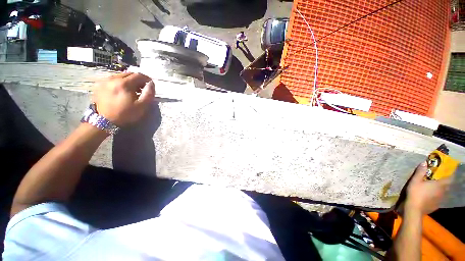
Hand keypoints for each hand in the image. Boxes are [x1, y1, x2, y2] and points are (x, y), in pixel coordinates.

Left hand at [92, 72, 154, 125]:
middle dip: (138, 79)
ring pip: (120, 76)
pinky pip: (113, 79)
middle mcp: (113, 78)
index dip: (147, 79)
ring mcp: (104, 81)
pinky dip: (120, 82)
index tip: (150, 85)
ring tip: (132, 90)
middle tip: (142, 88)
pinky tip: (122, 91)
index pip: (138, 75)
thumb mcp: (142, 106)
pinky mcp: (99, 85)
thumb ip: (149, 93)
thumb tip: (151, 83)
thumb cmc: (126, 114)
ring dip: (129, 81)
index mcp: (124, 83)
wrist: (105, 121)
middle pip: (129, 74)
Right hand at [406, 161, 450, 214]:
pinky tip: (431, 197)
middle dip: (445, 182)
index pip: (449, 178)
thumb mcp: (415, 181)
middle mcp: (442, 191)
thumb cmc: (415, 193)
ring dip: (441, 189)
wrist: (414, 209)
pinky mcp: (436, 205)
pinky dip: (437, 196)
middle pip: (447, 186)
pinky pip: (439, 199)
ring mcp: (440, 199)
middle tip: (439, 180)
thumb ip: (420, 172)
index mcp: (439, 185)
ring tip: (435, 188)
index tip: (448, 172)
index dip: (450, 174)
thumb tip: (424, 162)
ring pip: (444, 193)